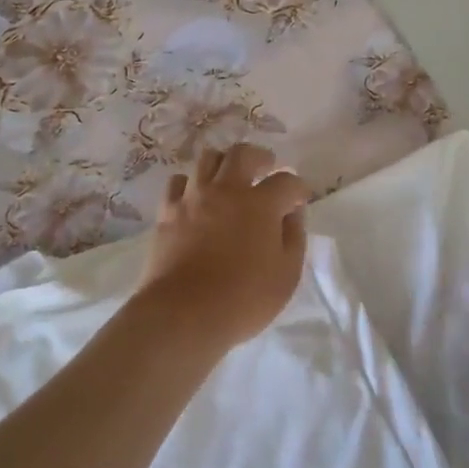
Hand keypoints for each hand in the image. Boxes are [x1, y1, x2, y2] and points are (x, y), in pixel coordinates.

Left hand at [135, 143, 310, 353]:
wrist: (183, 313)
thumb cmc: (244, 298)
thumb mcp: (287, 274)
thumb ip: (294, 237)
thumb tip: (292, 213)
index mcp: (261, 204)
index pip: (286, 181)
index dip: (298, 187)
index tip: (300, 198)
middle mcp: (226, 190)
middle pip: (242, 154)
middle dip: (260, 156)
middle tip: (266, 167)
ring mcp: (193, 198)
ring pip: (207, 159)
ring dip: (224, 162)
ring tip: (230, 177)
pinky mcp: (167, 212)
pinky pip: (178, 182)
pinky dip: (191, 183)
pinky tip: (196, 195)